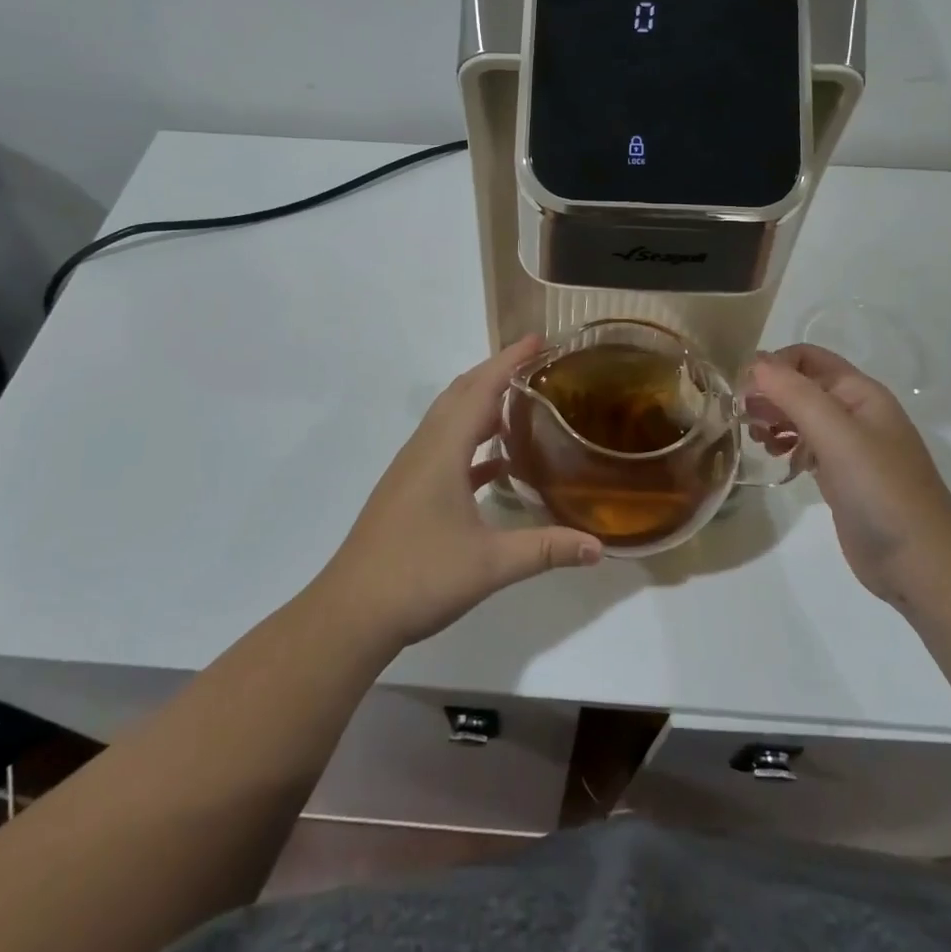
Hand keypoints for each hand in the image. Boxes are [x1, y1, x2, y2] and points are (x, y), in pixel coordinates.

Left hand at [312, 337, 602, 649]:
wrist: (352, 612)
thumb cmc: (419, 576)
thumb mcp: (490, 564)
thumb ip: (546, 549)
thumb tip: (599, 548)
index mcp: (442, 449)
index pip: (480, 388)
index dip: (509, 360)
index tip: (538, 339)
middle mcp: (425, 448)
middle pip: (462, 393)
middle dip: (497, 372)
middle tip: (537, 365)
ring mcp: (413, 469)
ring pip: (451, 419)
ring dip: (483, 404)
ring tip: (523, 404)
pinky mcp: (409, 490)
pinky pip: (445, 448)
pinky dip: (473, 442)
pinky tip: (498, 464)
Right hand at [744, 344, 950, 605]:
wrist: (921, 565)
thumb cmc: (881, 490)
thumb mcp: (836, 435)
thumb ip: (794, 394)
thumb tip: (754, 362)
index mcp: (860, 392)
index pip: (806, 357)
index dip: (772, 366)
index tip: (742, 392)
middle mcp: (855, 412)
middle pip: (801, 385)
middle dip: (768, 393)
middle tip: (742, 417)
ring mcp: (849, 446)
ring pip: (800, 415)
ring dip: (773, 418)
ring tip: (756, 438)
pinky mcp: (841, 476)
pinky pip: (806, 445)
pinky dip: (785, 445)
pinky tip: (775, 459)